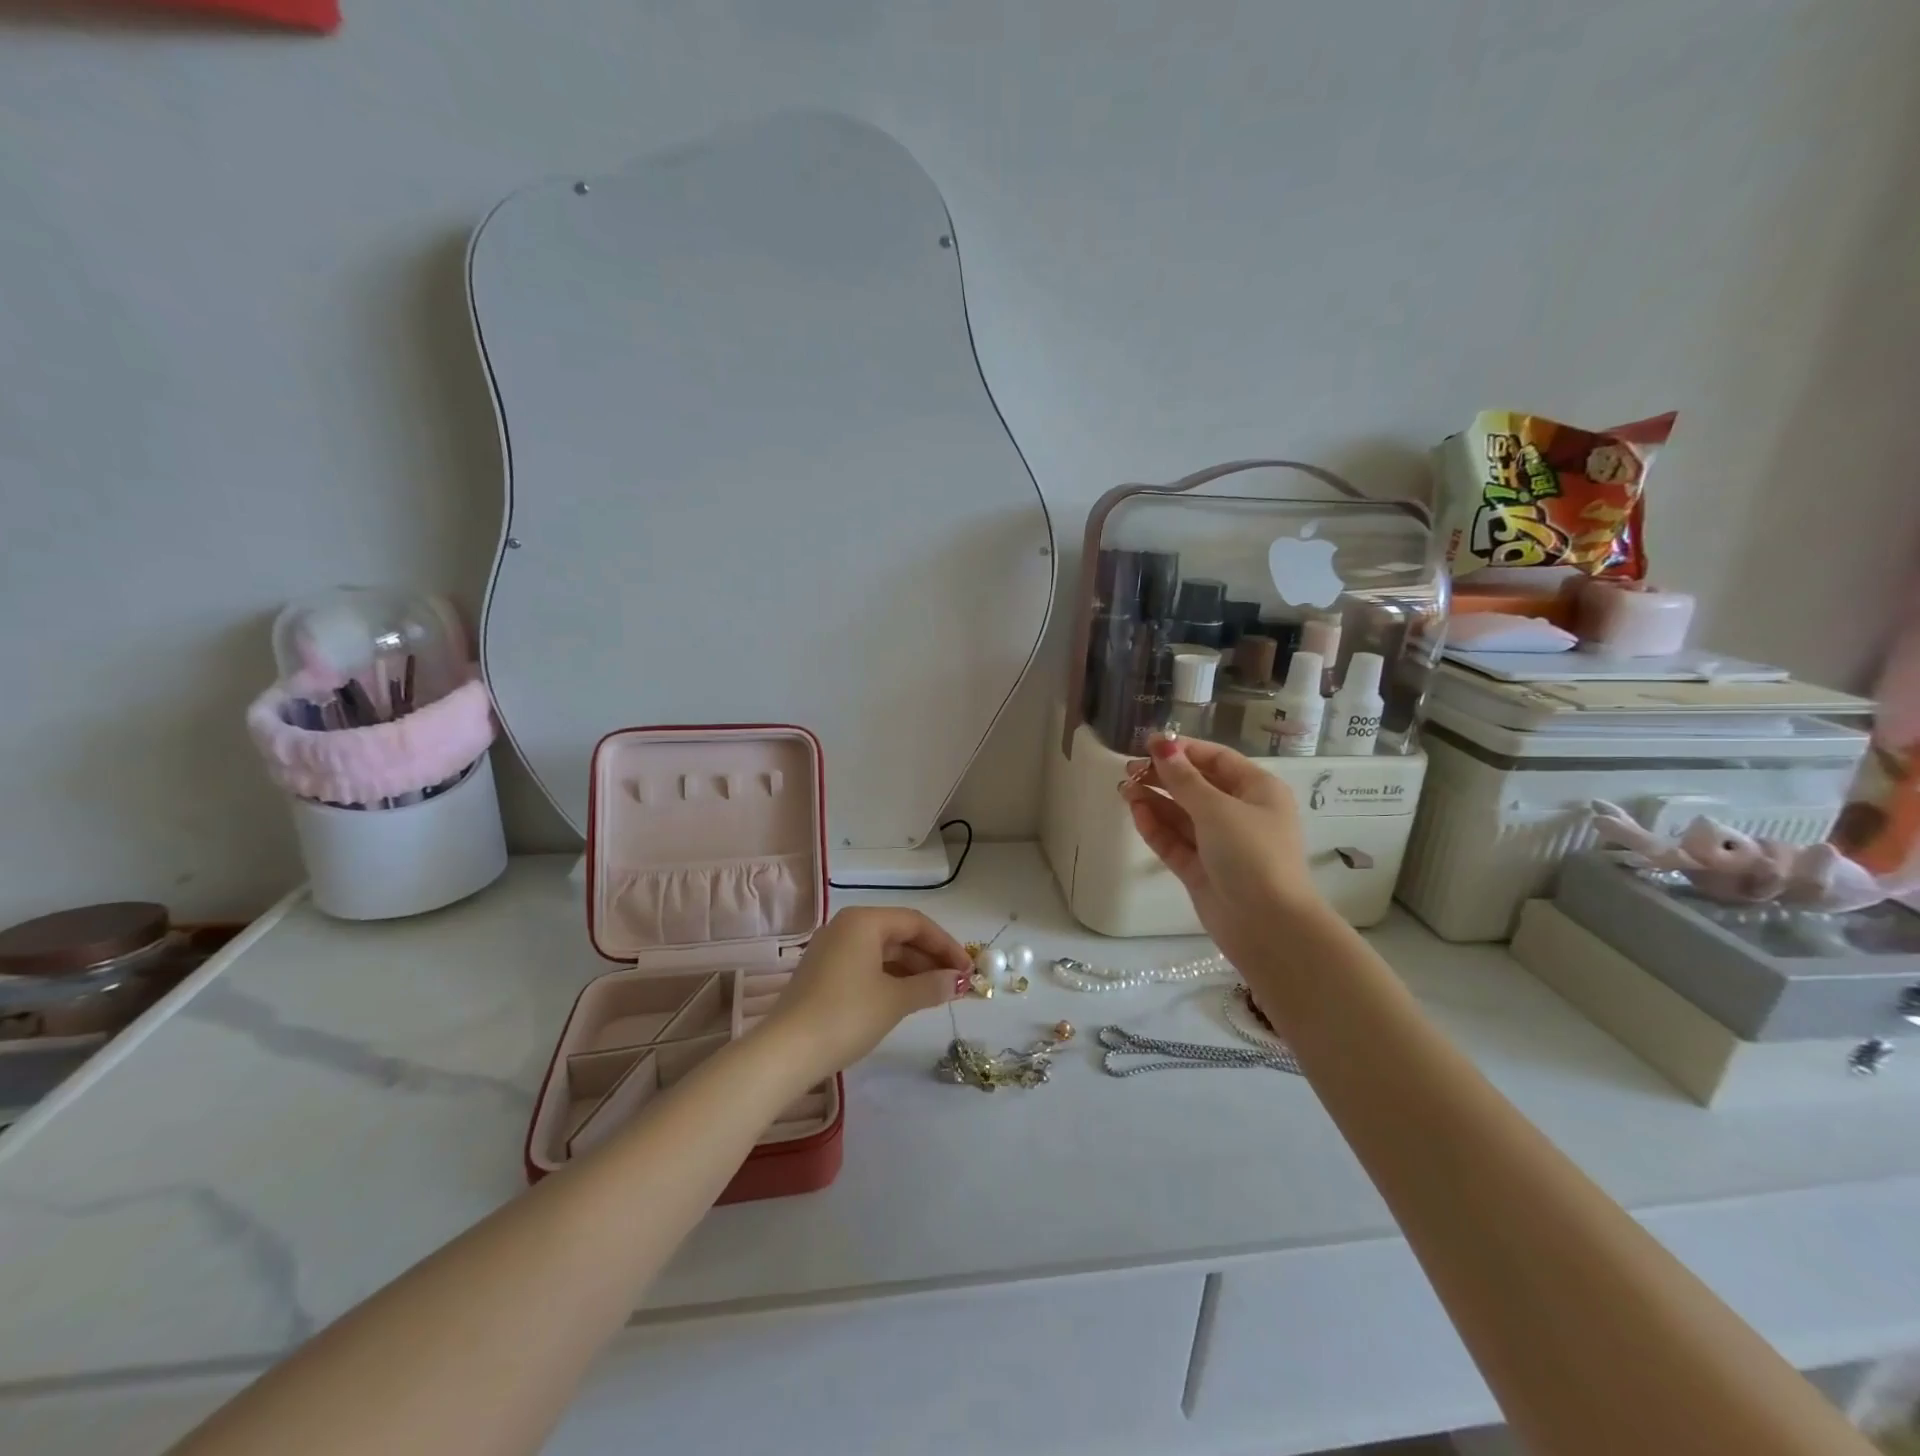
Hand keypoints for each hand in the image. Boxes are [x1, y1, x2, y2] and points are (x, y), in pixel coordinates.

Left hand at [762, 907, 970, 1081]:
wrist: (786, 1052)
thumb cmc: (846, 1015)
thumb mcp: (895, 1000)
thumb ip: (931, 986)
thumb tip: (958, 981)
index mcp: (864, 921)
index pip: (916, 923)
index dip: (946, 945)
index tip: (968, 970)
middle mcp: (846, 926)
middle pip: (899, 935)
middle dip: (931, 958)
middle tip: (957, 983)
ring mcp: (831, 950)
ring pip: (883, 952)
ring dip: (912, 970)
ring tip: (937, 994)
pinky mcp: (823, 973)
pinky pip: (867, 966)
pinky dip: (890, 978)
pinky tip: (907, 998)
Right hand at [1120, 733, 1326, 972]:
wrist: (1267, 926)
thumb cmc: (1252, 854)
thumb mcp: (1217, 809)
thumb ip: (1183, 778)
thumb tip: (1161, 745)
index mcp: (1257, 790)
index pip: (1216, 759)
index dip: (1182, 750)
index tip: (1147, 744)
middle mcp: (1240, 813)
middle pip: (1196, 786)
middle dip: (1163, 776)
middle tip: (1129, 771)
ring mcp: (1220, 844)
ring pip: (1181, 814)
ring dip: (1154, 801)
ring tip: (1123, 790)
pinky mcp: (1201, 870)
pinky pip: (1175, 841)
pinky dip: (1156, 827)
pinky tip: (1136, 813)